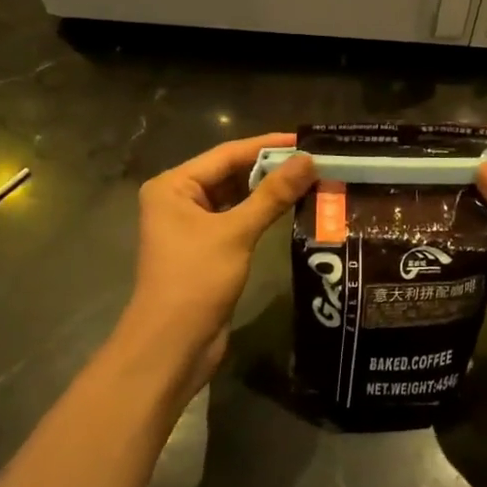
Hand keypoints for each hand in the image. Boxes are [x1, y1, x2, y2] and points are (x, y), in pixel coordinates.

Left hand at [117, 133, 314, 398]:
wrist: (171, 347)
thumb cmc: (195, 280)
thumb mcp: (236, 232)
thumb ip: (272, 194)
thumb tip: (308, 160)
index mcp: (173, 185)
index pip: (227, 153)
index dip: (267, 145)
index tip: (306, 139)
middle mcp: (179, 199)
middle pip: (231, 172)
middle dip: (271, 167)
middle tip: (315, 159)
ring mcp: (192, 225)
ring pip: (236, 196)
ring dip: (269, 190)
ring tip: (311, 179)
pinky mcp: (206, 248)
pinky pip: (238, 219)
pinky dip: (262, 213)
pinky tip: (293, 207)